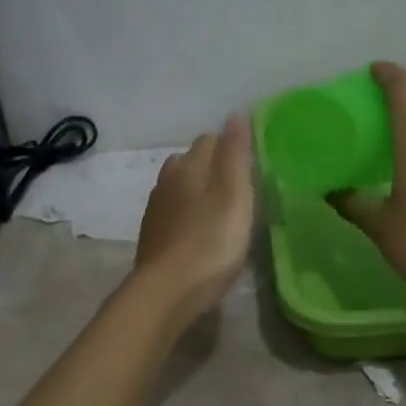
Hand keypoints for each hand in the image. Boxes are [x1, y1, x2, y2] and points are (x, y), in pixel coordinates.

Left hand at [132, 115, 255, 323]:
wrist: (167, 291)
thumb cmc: (210, 241)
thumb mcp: (234, 194)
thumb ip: (236, 153)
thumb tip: (237, 113)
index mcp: (188, 166)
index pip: (210, 140)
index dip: (231, 146)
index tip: (252, 162)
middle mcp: (167, 181)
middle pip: (191, 161)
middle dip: (213, 166)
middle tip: (240, 185)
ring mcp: (156, 210)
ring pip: (179, 187)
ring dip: (198, 190)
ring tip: (222, 206)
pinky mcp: (153, 236)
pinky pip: (174, 213)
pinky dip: (188, 214)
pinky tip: (200, 230)